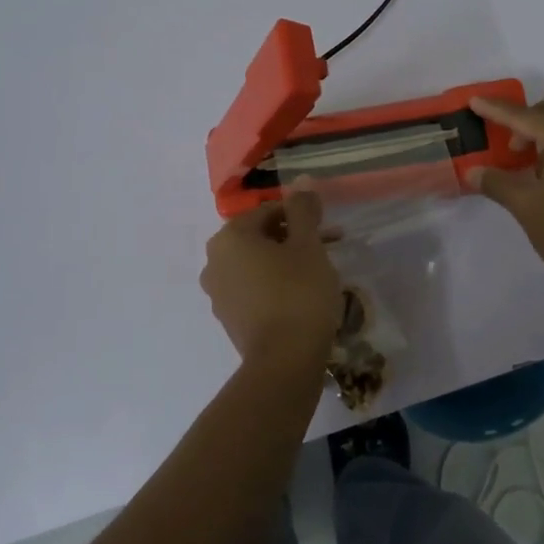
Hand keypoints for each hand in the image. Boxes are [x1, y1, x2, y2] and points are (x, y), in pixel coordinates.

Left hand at [199, 186, 342, 363]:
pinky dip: (275, 286)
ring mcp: (218, 293)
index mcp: (229, 237)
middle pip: (261, 238)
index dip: (301, 217)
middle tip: (328, 249)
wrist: (284, 361)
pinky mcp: (228, 319)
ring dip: (286, 262)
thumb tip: (301, 181)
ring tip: (319, 274)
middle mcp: (214, 261)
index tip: (328, 230)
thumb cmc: (298, 293)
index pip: (269, 212)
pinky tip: (301, 297)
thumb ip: (303, 210)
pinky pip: (253, 290)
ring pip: (257, 265)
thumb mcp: (308, 245)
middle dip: (295, 239)